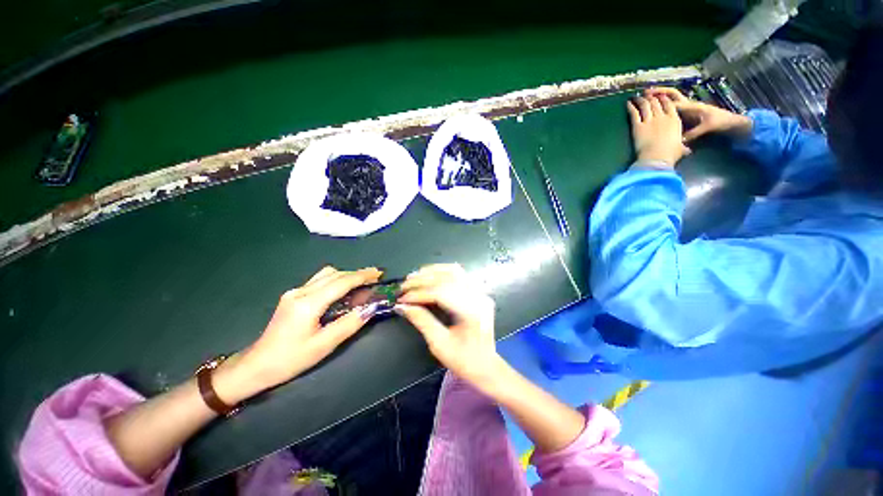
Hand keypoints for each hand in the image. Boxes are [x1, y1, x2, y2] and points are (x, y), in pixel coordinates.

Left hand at [216, 266, 381, 401]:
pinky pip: (319, 280)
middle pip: (334, 274)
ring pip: (326, 274)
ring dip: (346, 275)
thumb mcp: (323, 345)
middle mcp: (300, 292)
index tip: (379, 273)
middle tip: (375, 277)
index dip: (362, 276)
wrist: (256, 365)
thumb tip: (371, 308)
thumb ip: (349, 324)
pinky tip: (343, 289)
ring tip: (362, 282)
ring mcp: (294, 292)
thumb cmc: (290, 359)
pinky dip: (336, 280)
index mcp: (308, 304)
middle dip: (357, 273)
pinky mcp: (292, 295)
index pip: (341, 283)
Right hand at [395, 264, 500, 386]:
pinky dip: (442, 272)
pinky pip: (459, 274)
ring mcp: (479, 292)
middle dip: (422, 280)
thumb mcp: (439, 344)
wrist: (485, 365)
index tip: (402, 299)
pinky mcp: (477, 292)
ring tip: (414, 277)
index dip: (419, 294)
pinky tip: (430, 275)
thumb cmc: (463, 360)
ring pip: (454, 271)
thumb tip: (402, 306)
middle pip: (447, 278)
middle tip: (404, 286)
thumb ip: (421, 321)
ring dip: (432, 272)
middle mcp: (478, 297)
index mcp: (471, 312)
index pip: (441, 293)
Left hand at [627, 94, 690, 166]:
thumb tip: (687, 151)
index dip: (664, 100)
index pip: (669, 105)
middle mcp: (662, 117)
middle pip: (656, 103)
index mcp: (674, 120)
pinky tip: (628, 103)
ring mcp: (650, 120)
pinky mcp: (638, 126)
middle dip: (651, 98)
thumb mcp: (680, 148)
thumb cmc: (670, 153)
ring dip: (640, 100)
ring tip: (637, 97)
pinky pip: (634, 113)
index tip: (660, 97)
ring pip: (645, 106)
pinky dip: (631, 107)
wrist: (657, 156)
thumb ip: (682, 147)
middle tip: (646, 95)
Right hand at [644, 87, 752, 141]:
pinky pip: (673, 106)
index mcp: (690, 107)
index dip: (659, 100)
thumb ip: (692, 133)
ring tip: (647, 97)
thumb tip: (678, 140)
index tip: (646, 99)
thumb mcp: (707, 127)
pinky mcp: (688, 113)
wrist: (731, 122)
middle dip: (659, 92)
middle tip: (645, 93)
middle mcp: (688, 105)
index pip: (671, 102)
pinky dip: (664, 103)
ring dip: (660, 96)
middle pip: (672, 94)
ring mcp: (687, 108)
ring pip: (672, 99)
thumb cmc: (720, 122)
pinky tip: (656, 107)